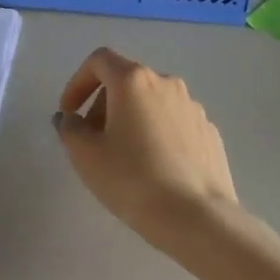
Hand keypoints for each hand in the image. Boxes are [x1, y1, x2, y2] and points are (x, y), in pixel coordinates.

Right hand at [55, 48, 246, 253]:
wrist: (197, 217)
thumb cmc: (132, 179)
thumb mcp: (85, 155)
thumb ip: (70, 128)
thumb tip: (72, 119)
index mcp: (134, 81)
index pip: (99, 61)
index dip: (77, 82)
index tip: (70, 114)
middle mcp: (166, 84)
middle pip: (126, 80)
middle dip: (102, 104)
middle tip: (92, 140)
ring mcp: (193, 107)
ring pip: (151, 102)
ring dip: (130, 119)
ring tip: (122, 156)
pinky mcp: (209, 132)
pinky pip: (173, 123)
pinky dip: (156, 134)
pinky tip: (153, 168)